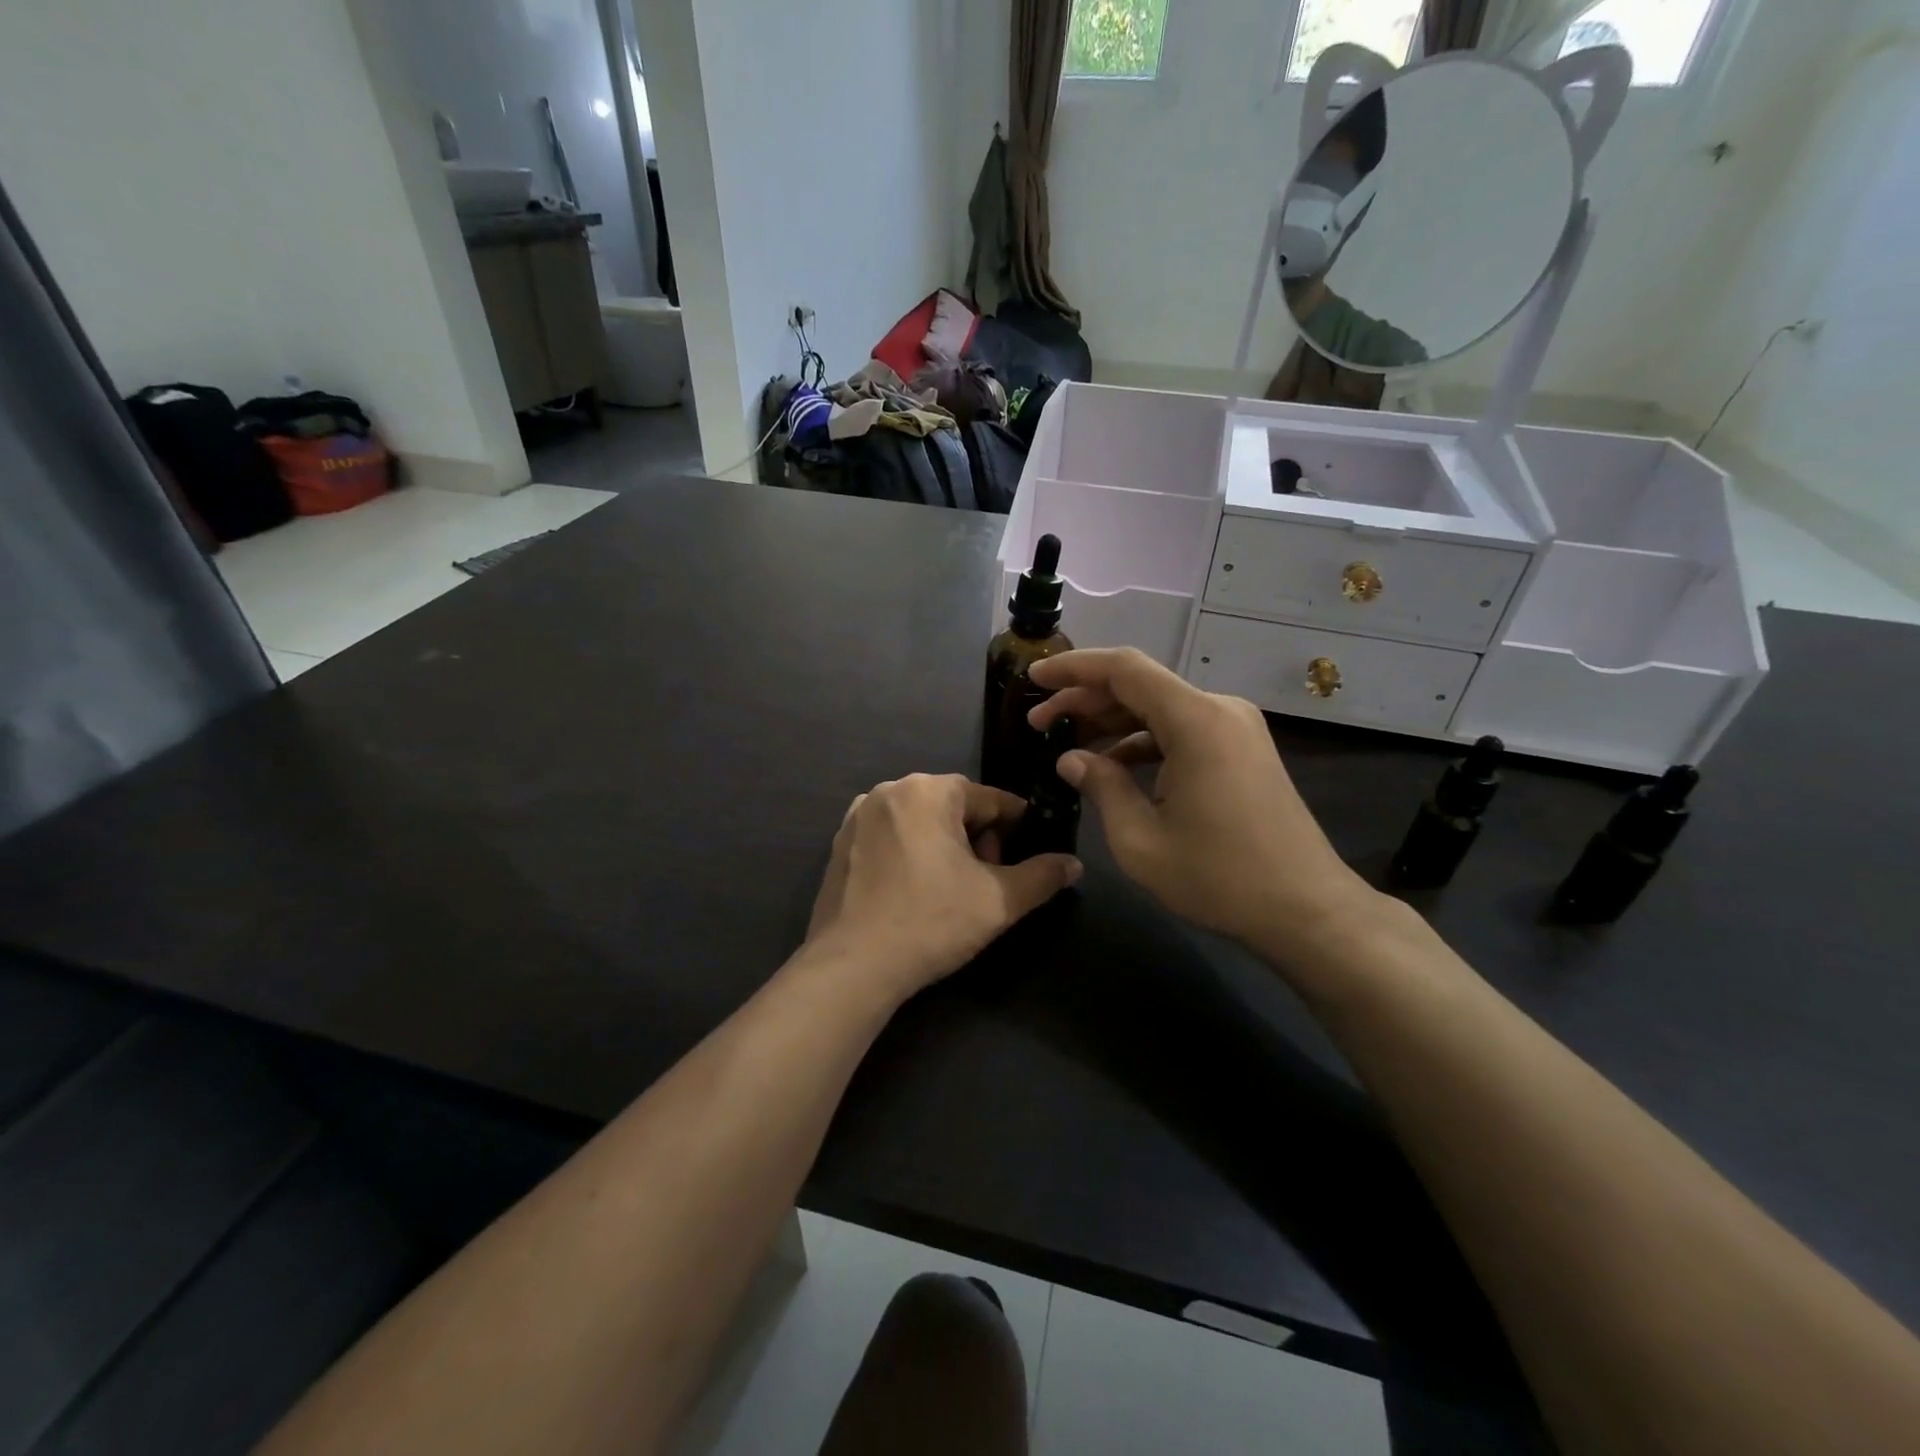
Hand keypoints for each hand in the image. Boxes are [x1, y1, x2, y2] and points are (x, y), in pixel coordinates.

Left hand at [804, 774, 1081, 1004]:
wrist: (852, 966)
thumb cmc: (931, 922)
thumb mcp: (998, 901)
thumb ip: (1042, 876)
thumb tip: (1074, 864)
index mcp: (928, 790)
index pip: (991, 799)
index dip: (1016, 828)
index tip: (1026, 858)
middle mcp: (889, 790)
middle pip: (953, 807)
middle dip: (978, 839)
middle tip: (987, 881)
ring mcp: (858, 816)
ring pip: (921, 821)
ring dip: (945, 846)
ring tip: (953, 890)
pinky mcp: (840, 844)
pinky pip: (891, 837)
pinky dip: (911, 854)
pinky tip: (916, 893)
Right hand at [1028, 648, 1374, 958]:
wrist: (1307, 909)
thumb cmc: (1220, 878)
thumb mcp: (1140, 840)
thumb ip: (1102, 787)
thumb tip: (1070, 759)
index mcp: (1196, 721)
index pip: (1124, 669)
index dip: (1073, 669)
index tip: (1032, 679)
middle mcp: (1219, 709)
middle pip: (1140, 685)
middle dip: (1085, 699)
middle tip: (1039, 723)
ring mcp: (1235, 728)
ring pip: (1160, 707)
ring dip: (1112, 721)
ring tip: (1067, 743)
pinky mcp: (1241, 749)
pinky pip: (1182, 729)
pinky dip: (1143, 739)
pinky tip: (1113, 764)